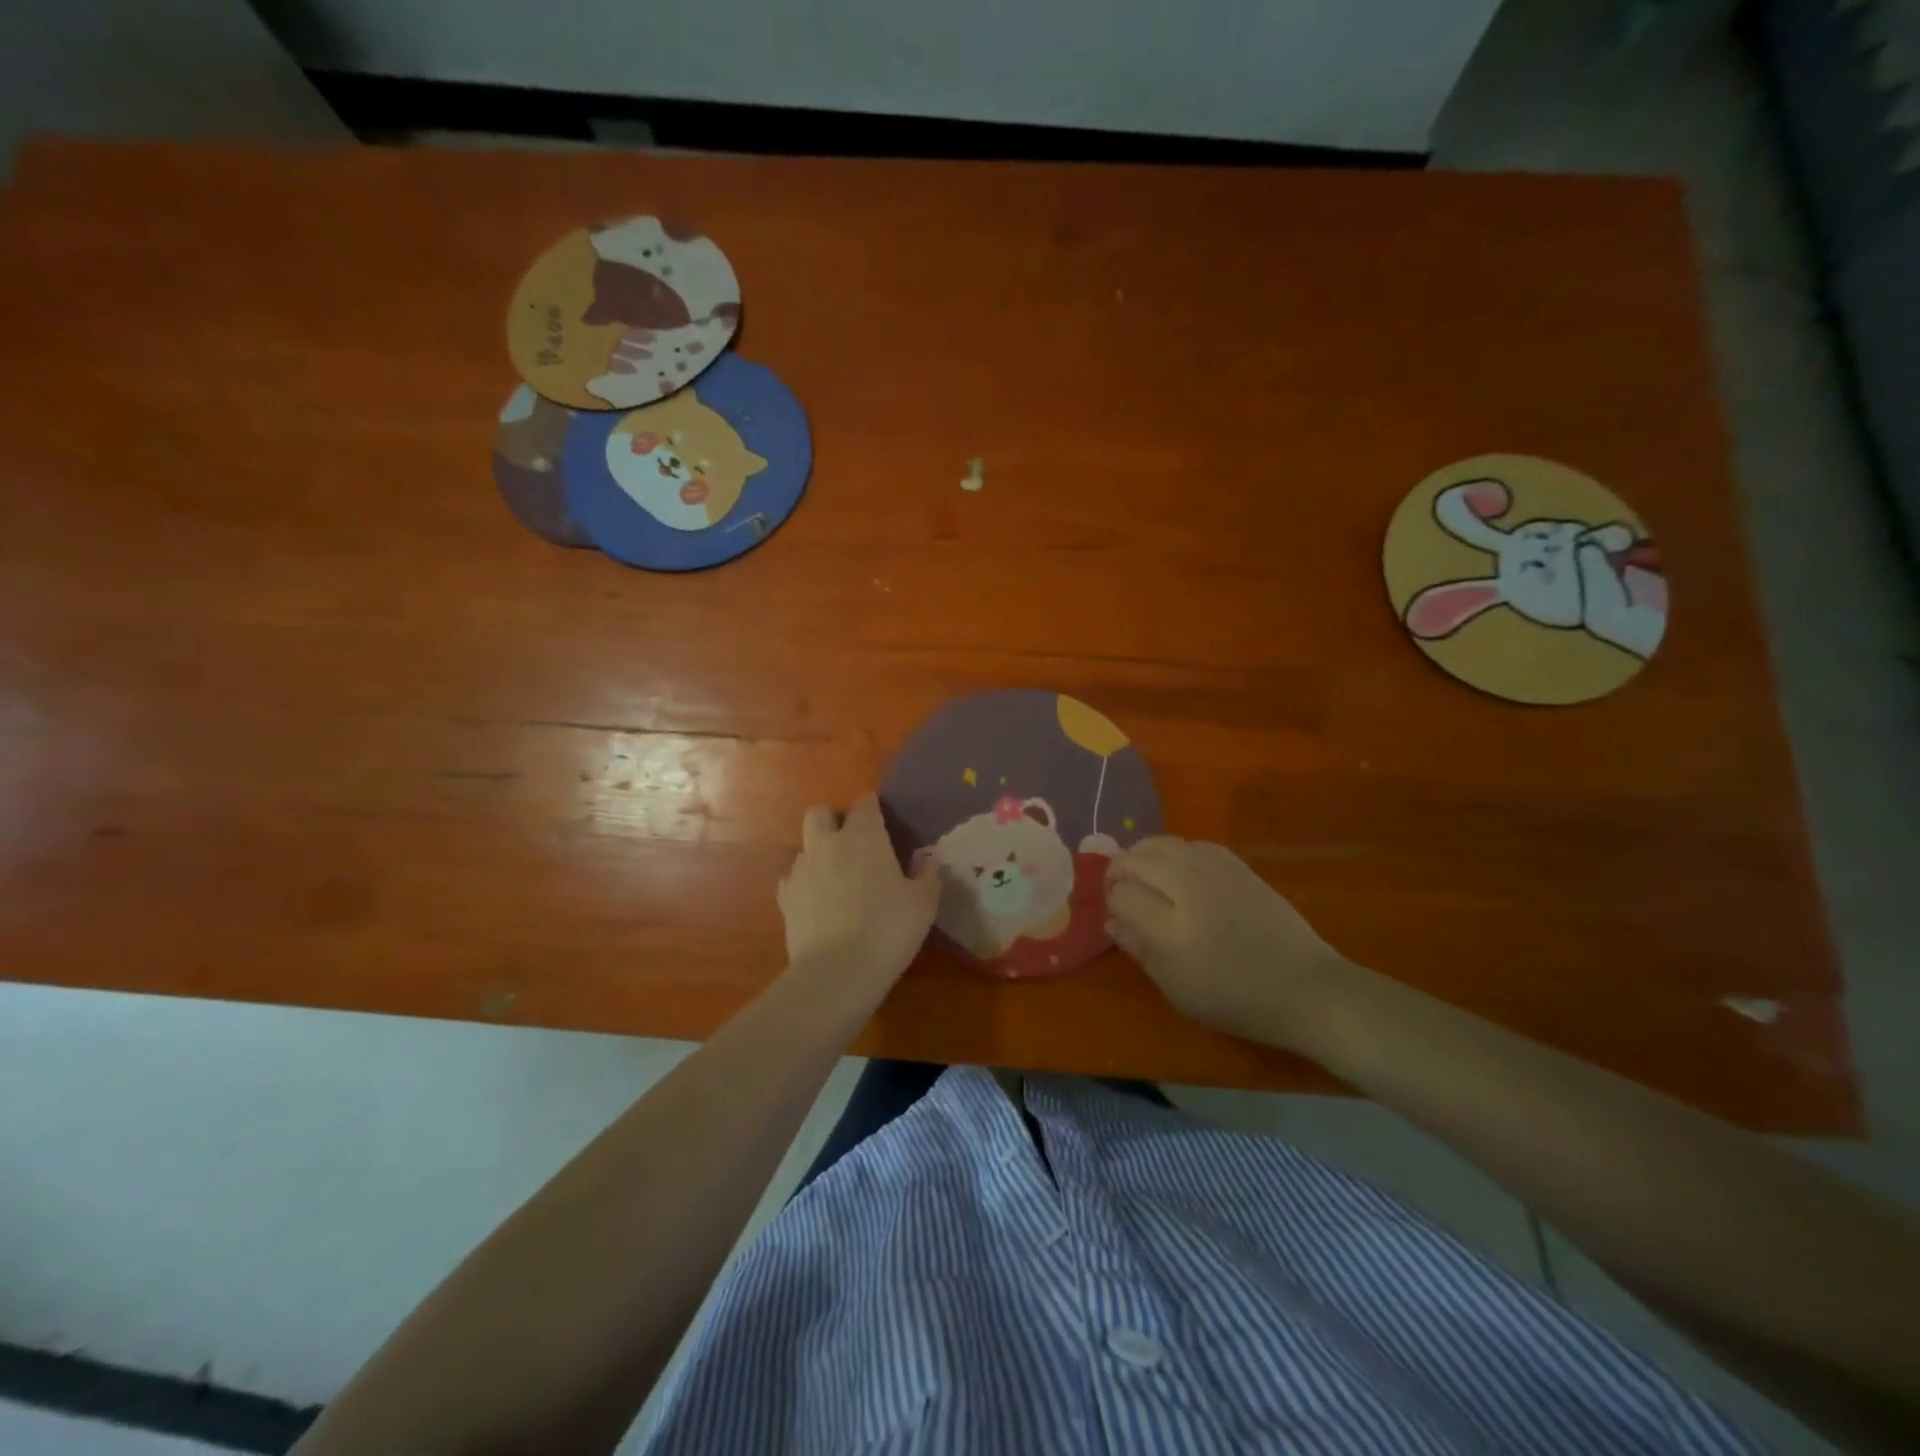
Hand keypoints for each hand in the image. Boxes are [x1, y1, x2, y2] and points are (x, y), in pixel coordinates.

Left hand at [778, 793, 940, 998]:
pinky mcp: (784, 897)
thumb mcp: (924, 902)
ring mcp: (801, 869)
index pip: (865, 804)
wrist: (836, 971)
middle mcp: (827, 843)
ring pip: (805, 845)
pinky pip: (792, 877)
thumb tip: (926, 856)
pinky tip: (818, 901)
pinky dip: (805, 882)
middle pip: (820, 813)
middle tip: (853, 842)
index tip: (884, 821)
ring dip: (820, 852)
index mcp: (864, 836)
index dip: (874, 808)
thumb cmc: (888, 929)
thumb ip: (927, 873)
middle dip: (834, 820)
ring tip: (837, 877)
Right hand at [1106, 837, 1351, 1047]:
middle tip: (1119, 888)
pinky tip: (1176, 869)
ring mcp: (1215, 871)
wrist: (1303, 987)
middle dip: (1119, 870)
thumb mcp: (1177, 989)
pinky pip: (1190, 843)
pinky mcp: (1236, 864)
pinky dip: (1173, 851)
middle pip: (1137, 859)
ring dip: (1142, 854)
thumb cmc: (1235, 999)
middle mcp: (1190, 889)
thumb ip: (1139, 950)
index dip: (1112, 901)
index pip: (1122, 895)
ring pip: (1162, 842)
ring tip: (1142, 873)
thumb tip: (1112, 920)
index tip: (1117, 915)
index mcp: (1172, 929)